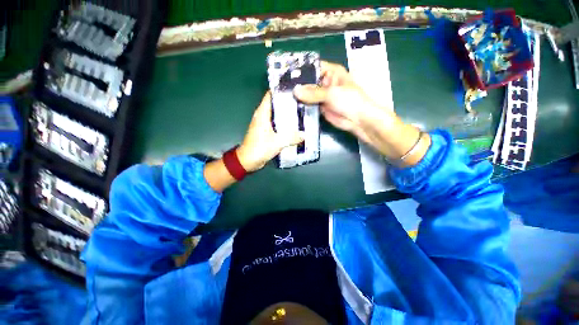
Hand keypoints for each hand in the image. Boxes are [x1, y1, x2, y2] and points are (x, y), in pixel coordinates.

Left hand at [237, 92, 304, 171]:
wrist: (248, 161)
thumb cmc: (259, 148)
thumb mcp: (277, 142)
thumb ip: (291, 137)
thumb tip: (304, 134)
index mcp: (262, 114)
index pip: (270, 95)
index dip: (280, 89)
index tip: (294, 87)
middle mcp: (262, 116)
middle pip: (275, 104)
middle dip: (287, 101)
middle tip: (302, 100)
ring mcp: (264, 124)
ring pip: (276, 114)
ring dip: (286, 112)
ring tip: (300, 110)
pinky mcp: (266, 131)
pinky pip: (276, 123)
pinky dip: (284, 122)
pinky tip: (294, 124)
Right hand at [293, 61, 395, 143]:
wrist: (357, 120)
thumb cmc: (349, 100)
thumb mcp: (331, 93)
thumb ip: (313, 93)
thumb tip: (295, 91)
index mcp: (331, 72)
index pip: (313, 67)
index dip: (301, 70)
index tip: (286, 73)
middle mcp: (325, 83)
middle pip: (309, 82)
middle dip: (298, 85)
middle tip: (282, 88)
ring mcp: (322, 96)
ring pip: (308, 95)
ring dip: (299, 97)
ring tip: (284, 97)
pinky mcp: (320, 108)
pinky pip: (309, 106)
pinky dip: (302, 107)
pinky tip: (292, 107)